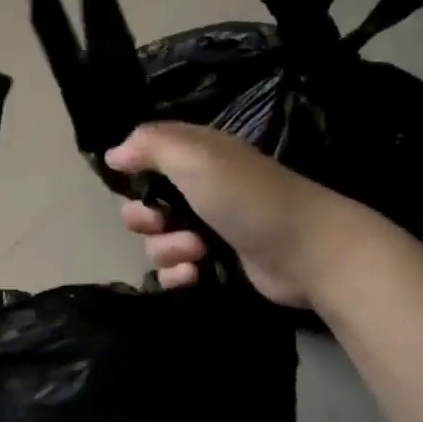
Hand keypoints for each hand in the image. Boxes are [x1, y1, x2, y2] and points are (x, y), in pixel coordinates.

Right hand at [105, 123, 371, 308]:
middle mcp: (197, 188)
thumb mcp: (196, 158)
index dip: (133, 172)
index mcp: (194, 156)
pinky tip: (195, 276)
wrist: (309, 252)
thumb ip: (150, 145)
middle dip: (143, 219)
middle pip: (142, 204)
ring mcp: (206, 227)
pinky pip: (173, 270)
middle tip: (163, 223)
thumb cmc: (249, 198)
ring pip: (155, 241)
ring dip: (166, 250)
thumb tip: (113, 154)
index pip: (145, 156)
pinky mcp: (215, 263)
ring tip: (197, 253)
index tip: (134, 185)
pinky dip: (177, 275)